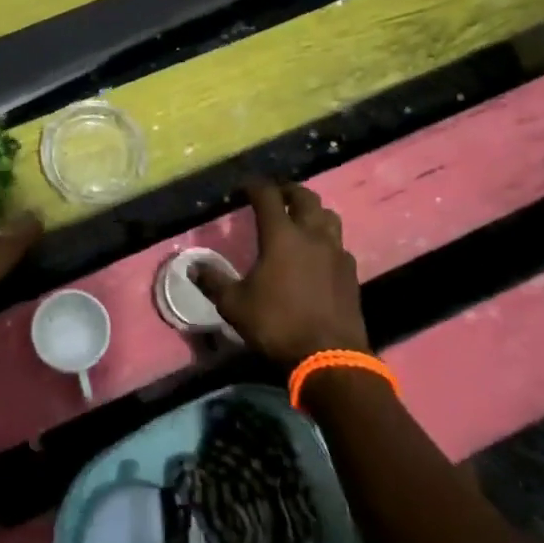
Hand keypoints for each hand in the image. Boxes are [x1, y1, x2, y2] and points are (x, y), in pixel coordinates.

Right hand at [194, 181, 368, 367]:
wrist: (329, 356)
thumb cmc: (277, 324)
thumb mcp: (234, 305)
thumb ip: (213, 282)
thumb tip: (193, 267)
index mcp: (281, 236)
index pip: (268, 196)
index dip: (255, 186)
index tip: (244, 187)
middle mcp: (312, 235)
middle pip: (305, 197)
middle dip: (288, 191)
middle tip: (276, 194)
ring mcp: (336, 253)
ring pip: (328, 217)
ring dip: (313, 211)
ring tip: (300, 218)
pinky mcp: (350, 273)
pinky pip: (338, 244)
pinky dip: (326, 240)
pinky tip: (318, 255)